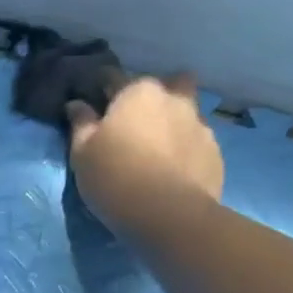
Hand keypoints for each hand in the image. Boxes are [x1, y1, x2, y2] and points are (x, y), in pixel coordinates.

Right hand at [65, 74, 224, 231]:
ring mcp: (200, 125)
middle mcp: (173, 99)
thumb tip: (76, 104)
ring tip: (161, 148)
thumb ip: (81, 124)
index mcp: (137, 93)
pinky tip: (176, 170)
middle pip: (168, 83)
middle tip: (138, 121)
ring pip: (188, 111)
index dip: (102, 87)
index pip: (114, 76)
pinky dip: (187, 149)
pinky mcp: (216, 153)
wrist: (169, 215)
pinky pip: (198, 142)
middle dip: (155, 95)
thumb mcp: (82, 153)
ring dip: (175, 121)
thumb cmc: (115, 177)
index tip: (95, 100)